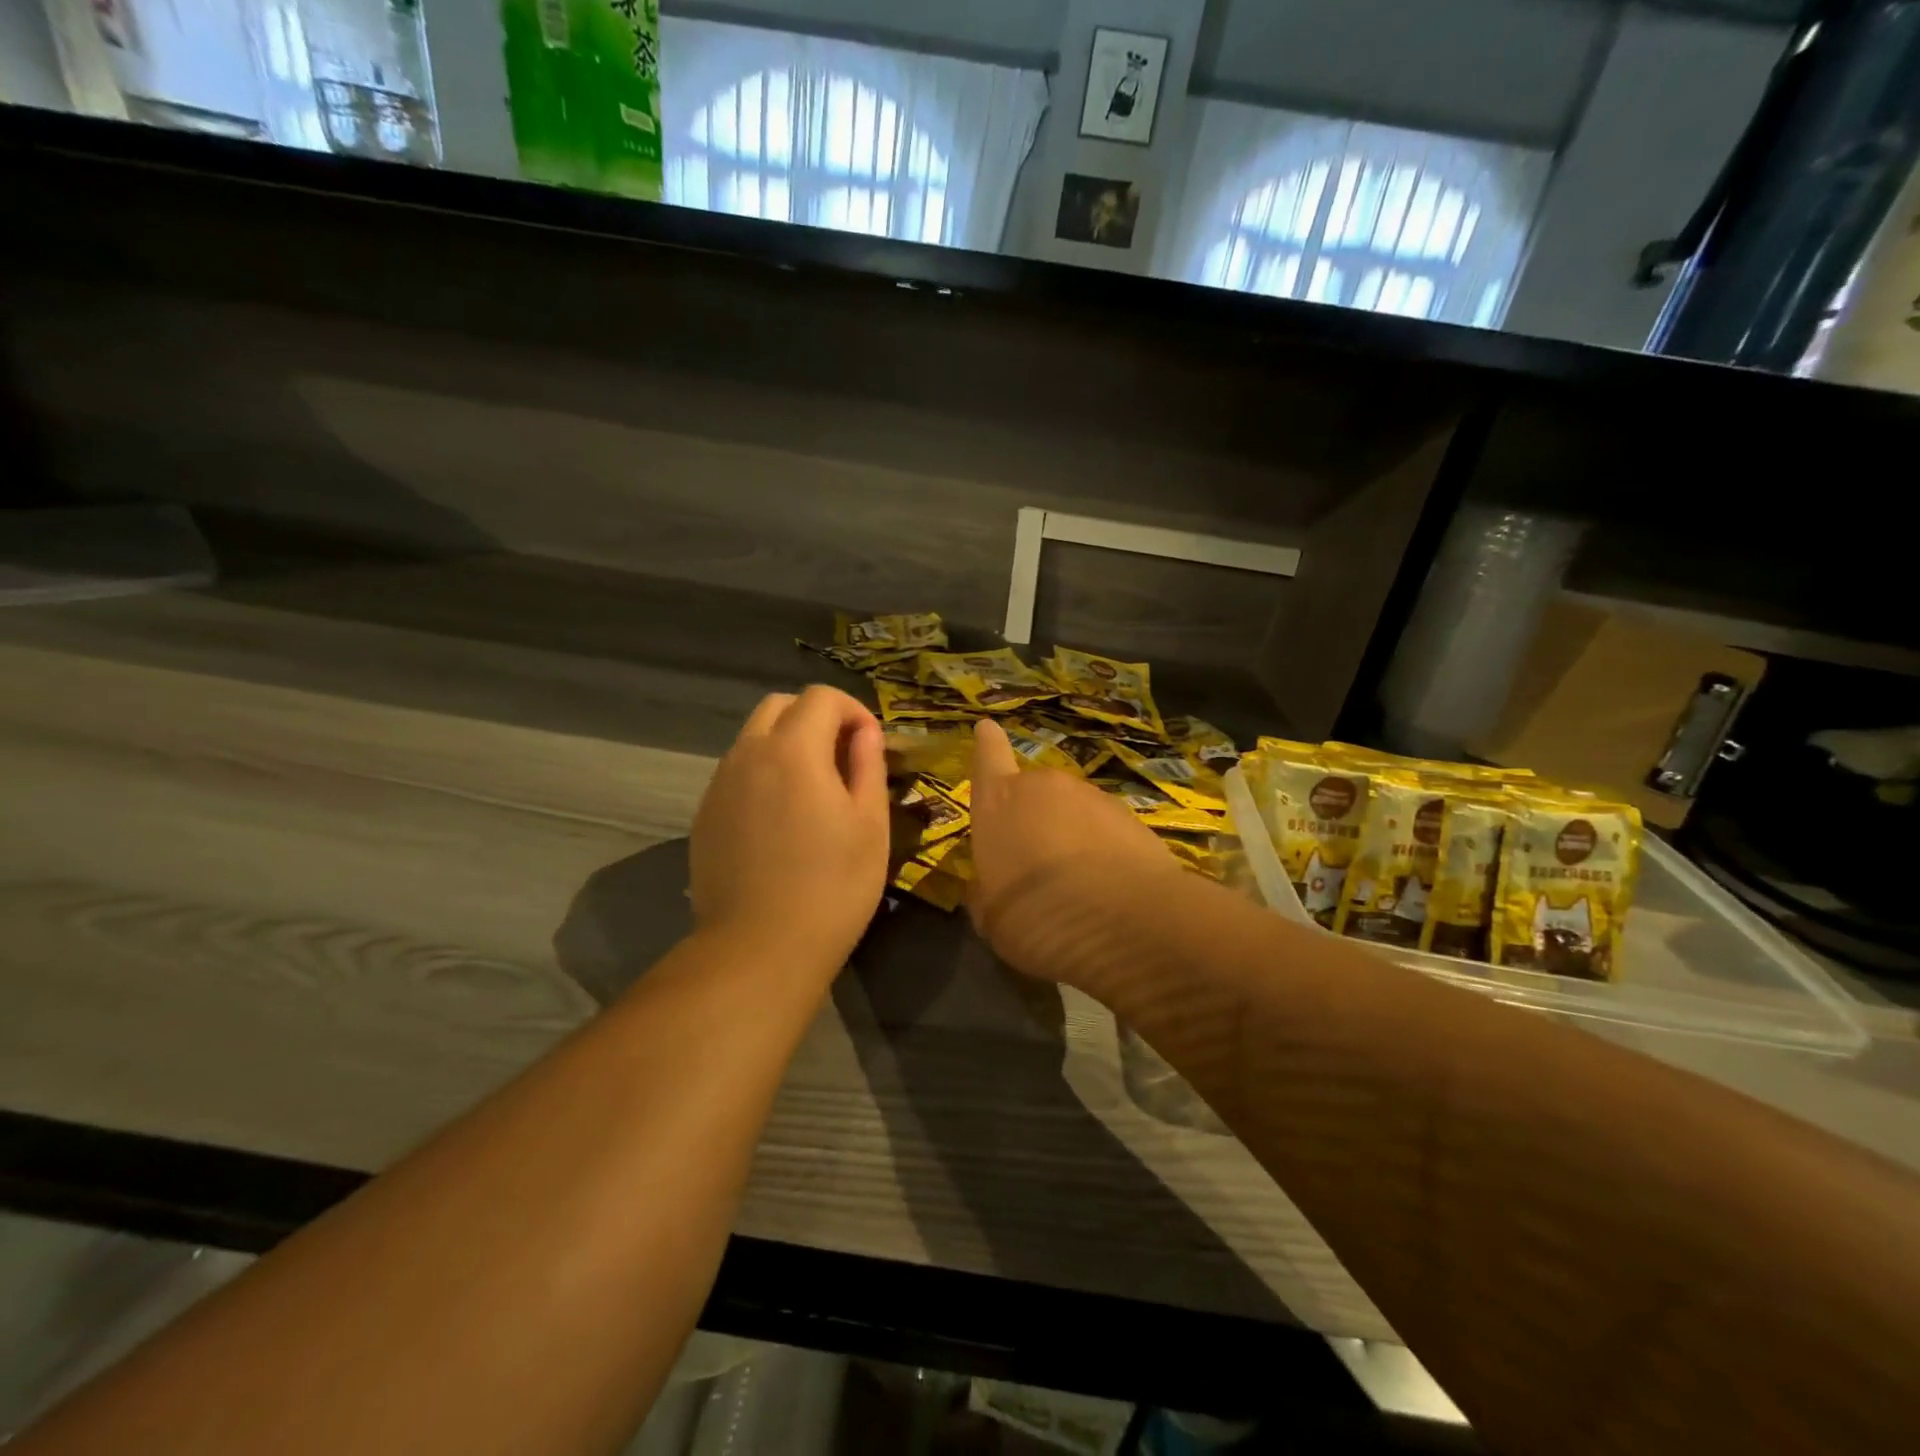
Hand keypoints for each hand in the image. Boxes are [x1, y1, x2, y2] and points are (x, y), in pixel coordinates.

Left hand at [689, 686, 889, 983]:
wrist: (759, 949)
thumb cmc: (832, 887)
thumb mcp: (870, 825)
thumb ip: (868, 766)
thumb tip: (865, 733)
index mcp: (793, 750)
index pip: (821, 697)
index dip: (853, 710)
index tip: (870, 745)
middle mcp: (748, 755)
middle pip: (779, 706)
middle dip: (816, 717)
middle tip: (843, 758)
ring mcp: (719, 785)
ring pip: (753, 738)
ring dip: (786, 744)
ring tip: (813, 790)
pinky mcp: (705, 815)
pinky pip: (737, 772)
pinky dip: (763, 773)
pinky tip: (781, 819)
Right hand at [967, 718, 1184, 987]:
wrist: (1122, 920)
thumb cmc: (1034, 915)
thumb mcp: (991, 916)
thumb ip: (988, 891)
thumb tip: (989, 885)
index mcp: (999, 802)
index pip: (988, 758)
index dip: (987, 744)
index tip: (987, 727)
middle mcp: (1044, 787)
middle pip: (1034, 791)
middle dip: (1034, 816)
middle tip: (1037, 860)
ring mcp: (1093, 797)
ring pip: (1074, 810)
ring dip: (1072, 834)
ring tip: (1078, 881)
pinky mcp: (1133, 817)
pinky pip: (1108, 829)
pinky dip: (1105, 849)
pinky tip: (1110, 886)